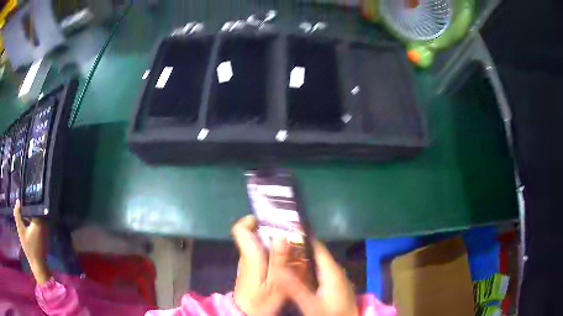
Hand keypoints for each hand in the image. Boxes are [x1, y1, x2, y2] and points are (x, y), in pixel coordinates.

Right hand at [13, 200, 50, 284]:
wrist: (38, 265)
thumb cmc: (29, 248)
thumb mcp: (21, 230)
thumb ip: (17, 215)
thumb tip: (17, 201)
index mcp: (39, 222)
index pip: (33, 205)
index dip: (27, 199)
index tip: (23, 193)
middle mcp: (43, 224)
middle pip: (35, 210)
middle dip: (28, 205)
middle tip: (21, 199)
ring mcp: (44, 230)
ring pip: (35, 216)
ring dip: (29, 213)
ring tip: (22, 208)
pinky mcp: (43, 235)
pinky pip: (37, 222)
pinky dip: (31, 219)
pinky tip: (25, 218)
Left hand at [232, 215, 289, 315]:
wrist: (249, 313)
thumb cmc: (261, 300)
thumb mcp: (275, 282)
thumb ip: (278, 260)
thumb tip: (282, 235)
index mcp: (250, 256)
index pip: (240, 229)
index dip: (251, 220)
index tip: (270, 220)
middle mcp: (246, 256)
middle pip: (254, 234)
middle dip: (272, 231)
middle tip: (291, 235)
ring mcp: (248, 262)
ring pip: (260, 244)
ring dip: (275, 242)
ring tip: (293, 247)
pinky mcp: (252, 268)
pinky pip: (262, 253)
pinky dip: (274, 253)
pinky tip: (287, 260)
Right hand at [281, 241, 358, 315]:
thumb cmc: (330, 313)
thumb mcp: (310, 303)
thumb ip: (294, 287)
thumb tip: (277, 269)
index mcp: (332, 270)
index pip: (317, 247)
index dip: (302, 239)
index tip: (284, 234)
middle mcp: (336, 271)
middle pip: (316, 255)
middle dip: (298, 251)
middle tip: (279, 248)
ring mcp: (336, 278)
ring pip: (317, 264)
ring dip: (302, 262)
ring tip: (283, 258)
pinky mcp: (335, 286)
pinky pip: (319, 273)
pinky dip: (308, 271)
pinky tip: (296, 275)